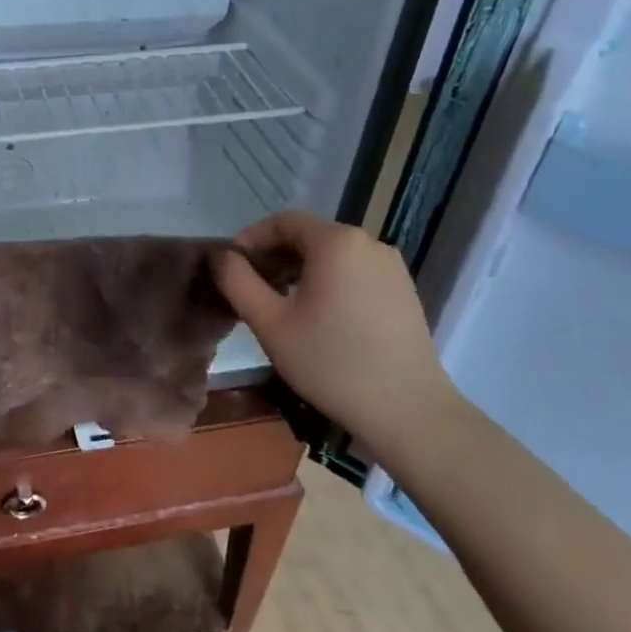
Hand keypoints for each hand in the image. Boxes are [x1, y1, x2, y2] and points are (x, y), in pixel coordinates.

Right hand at [214, 212, 452, 443]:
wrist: (408, 410)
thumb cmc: (331, 362)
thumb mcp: (270, 322)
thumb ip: (237, 281)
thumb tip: (222, 256)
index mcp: (336, 241)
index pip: (283, 221)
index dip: (251, 239)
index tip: (232, 268)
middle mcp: (368, 243)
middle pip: (309, 236)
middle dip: (275, 256)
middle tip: (252, 289)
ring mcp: (392, 267)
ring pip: (333, 256)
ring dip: (301, 270)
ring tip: (282, 305)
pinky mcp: (404, 292)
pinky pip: (356, 272)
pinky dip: (329, 283)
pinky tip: (320, 317)